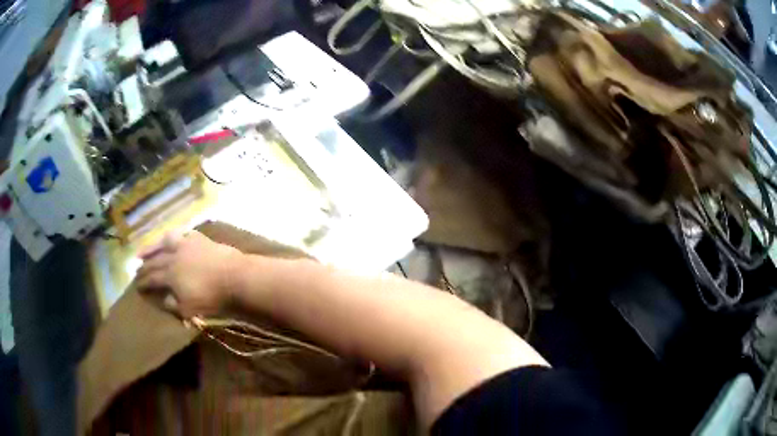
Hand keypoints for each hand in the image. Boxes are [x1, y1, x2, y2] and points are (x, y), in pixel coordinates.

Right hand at [136, 231, 243, 317]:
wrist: (236, 278)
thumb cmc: (213, 298)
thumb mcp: (189, 309)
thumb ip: (173, 304)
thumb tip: (162, 299)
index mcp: (170, 275)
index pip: (152, 278)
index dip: (143, 282)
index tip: (136, 285)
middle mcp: (174, 256)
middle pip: (155, 260)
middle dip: (144, 266)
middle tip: (136, 269)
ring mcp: (187, 244)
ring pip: (164, 242)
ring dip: (153, 246)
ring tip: (144, 251)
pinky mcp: (200, 239)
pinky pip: (183, 234)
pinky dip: (175, 236)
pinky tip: (172, 237)